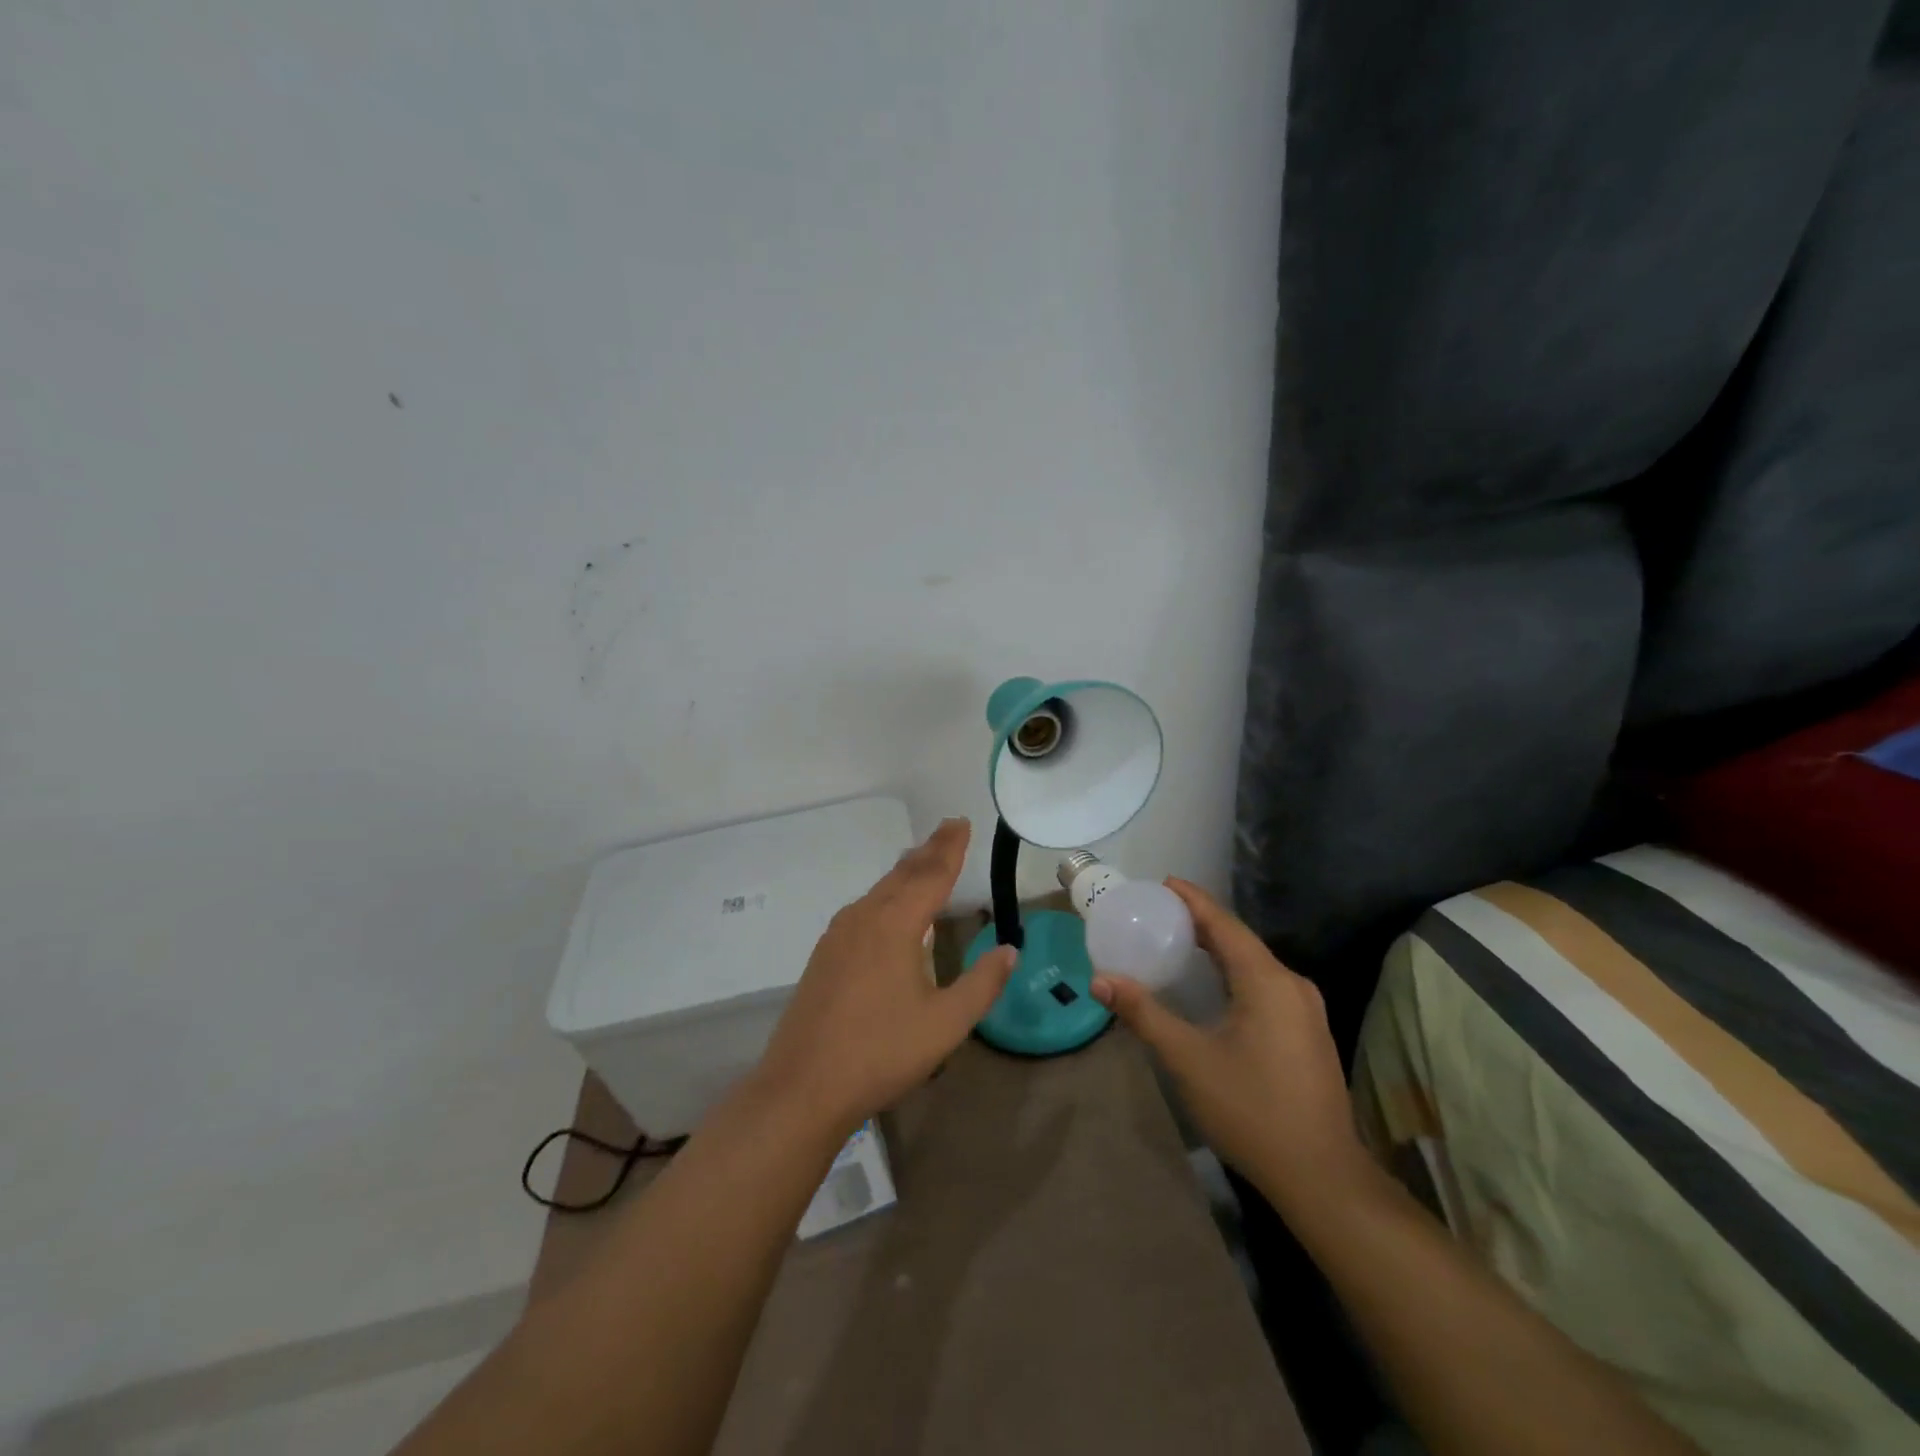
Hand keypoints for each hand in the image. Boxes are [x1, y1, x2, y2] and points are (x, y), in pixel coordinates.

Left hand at [755, 818, 1015, 1134]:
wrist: (803, 1086)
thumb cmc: (881, 1052)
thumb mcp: (945, 1023)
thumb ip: (982, 983)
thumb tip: (1010, 950)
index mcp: (895, 924)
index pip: (931, 875)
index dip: (950, 848)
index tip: (962, 822)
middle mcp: (865, 917)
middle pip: (903, 873)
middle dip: (929, 850)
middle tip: (950, 829)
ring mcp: (839, 935)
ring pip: (880, 889)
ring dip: (907, 871)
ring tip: (925, 859)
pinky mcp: (825, 954)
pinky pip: (864, 908)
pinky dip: (887, 894)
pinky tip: (889, 908)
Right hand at [1091, 878, 1370, 1219]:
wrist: (1321, 1176)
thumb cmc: (1251, 1110)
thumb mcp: (1188, 1059)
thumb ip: (1144, 1014)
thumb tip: (1100, 980)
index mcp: (1267, 981)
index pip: (1224, 925)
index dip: (1193, 900)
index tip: (1164, 882)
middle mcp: (1292, 985)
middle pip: (1240, 940)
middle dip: (1201, 922)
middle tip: (1160, 912)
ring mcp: (1306, 1010)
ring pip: (1255, 963)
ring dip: (1218, 948)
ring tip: (1180, 939)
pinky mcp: (1308, 1032)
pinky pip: (1265, 984)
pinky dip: (1234, 972)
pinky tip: (1214, 983)